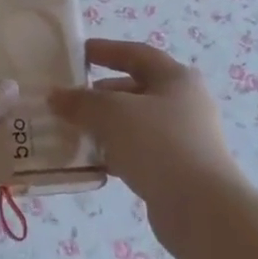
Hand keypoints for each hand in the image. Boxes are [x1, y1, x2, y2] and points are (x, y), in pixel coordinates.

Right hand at [48, 39, 242, 211]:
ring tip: (74, 131)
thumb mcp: (112, 113)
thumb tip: (56, 96)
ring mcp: (184, 138)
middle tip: (70, 100)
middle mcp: (185, 103)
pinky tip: (92, 161)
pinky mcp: (178, 169)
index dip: (106, 50)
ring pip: (136, 123)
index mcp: (176, 78)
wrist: (201, 208)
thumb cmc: (158, 144)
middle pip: (136, 89)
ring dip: (105, 125)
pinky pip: (139, 151)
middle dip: (100, 93)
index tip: (76, 53)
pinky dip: (115, 151)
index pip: (136, 54)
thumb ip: (81, 101)